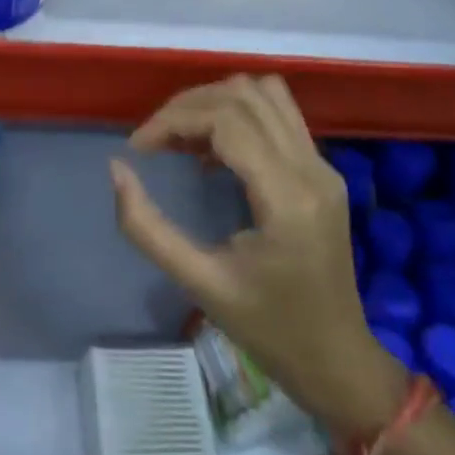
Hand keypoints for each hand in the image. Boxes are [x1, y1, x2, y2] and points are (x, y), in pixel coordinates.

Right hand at [110, 76, 406, 431]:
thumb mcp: (200, 284)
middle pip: (243, 95)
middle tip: (154, 141)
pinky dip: (240, 113)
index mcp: (287, 198)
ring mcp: (323, 165)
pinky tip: (213, 150)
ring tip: (182, 136)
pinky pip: (279, 114)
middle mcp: (312, 168)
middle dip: (189, 106)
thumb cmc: (269, 331)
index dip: (172, 121)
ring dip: (216, 102)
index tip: (138, 148)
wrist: (338, 361)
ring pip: (265, 92)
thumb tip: (116, 169)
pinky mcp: (324, 169)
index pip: (225, 121)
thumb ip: (148, 228)